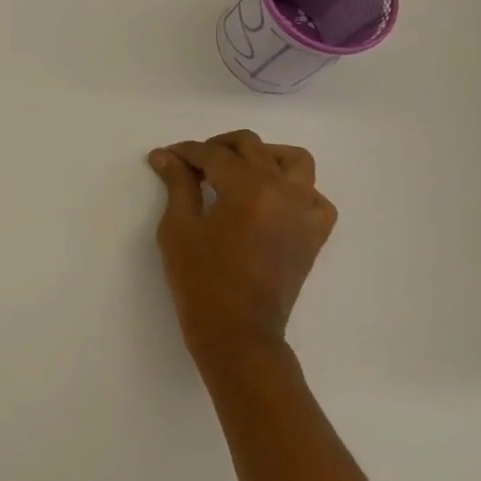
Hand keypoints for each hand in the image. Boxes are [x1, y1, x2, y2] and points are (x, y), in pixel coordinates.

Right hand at [148, 130, 336, 374]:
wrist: (237, 333)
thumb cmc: (200, 281)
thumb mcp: (179, 228)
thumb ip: (177, 184)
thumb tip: (165, 155)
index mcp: (248, 188)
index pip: (214, 154)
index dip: (186, 152)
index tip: (166, 156)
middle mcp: (283, 191)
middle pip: (251, 147)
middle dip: (218, 148)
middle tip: (193, 165)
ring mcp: (303, 212)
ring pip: (293, 161)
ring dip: (263, 156)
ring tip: (238, 171)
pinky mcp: (313, 234)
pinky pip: (315, 197)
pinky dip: (296, 190)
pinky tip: (272, 201)